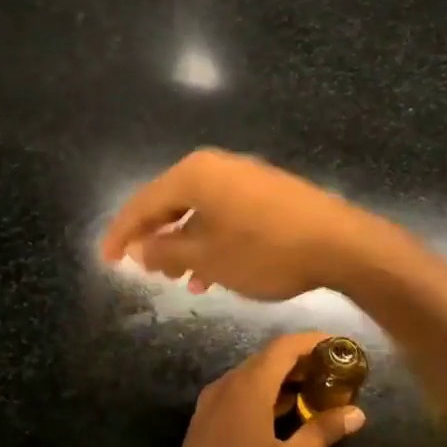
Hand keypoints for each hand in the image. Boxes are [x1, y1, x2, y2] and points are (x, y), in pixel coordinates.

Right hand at [101, 149, 382, 301]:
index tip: (107, 260)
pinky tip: (214, 272)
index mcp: (195, 174)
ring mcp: (246, 177)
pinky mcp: (269, 192)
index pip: (144, 202)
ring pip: (200, 211)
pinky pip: (226, 214)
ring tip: (179, 280)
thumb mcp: (208, 258)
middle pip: (172, 202)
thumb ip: (166, 252)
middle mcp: (218, 167)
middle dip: (156, 239)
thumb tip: (138, 249)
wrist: (340, 244)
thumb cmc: (265, 251)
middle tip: (143, 269)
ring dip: (185, 245)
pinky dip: (212, 240)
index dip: (122, 233)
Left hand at [151, 331, 366, 446]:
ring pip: (250, 376)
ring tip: (316, 392)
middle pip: (266, 358)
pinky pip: (237, 393)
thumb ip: (322, 432)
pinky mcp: (203, 423)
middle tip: (335, 373)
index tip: (341, 346)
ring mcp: (209, 405)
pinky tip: (284, 413)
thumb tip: (356, 413)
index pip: (283, 348)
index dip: (313, 341)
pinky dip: (263, 394)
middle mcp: (224, 387)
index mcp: (246, 390)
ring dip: (282, 378)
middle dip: (301, 360)